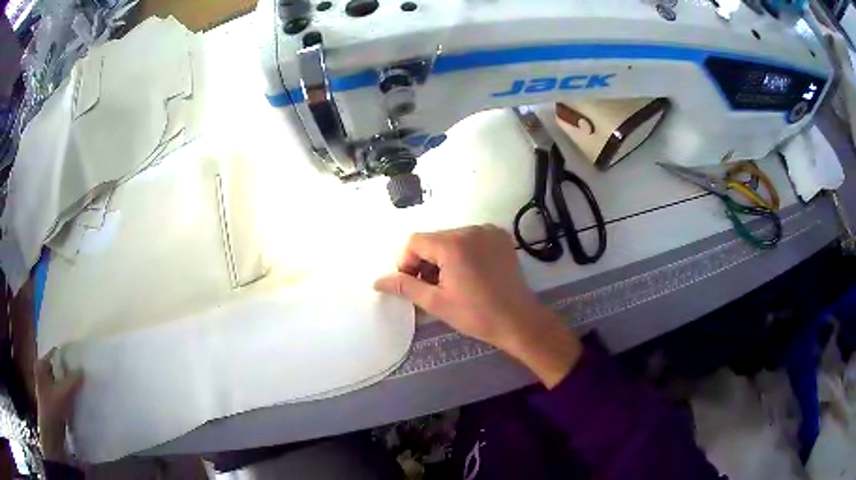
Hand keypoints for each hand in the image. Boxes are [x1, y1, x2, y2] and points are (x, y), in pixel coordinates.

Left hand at [35, 350, 82, 461]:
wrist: (51, 432)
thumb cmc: (53, 408)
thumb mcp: (63, 394)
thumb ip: (72, 381)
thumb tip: (81, 369)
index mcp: (41, 365)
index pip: (55, 355)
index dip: (67, 359)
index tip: (80, 364)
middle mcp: (42, 373)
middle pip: (57, 370)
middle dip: (69, 376)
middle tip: (83, 379)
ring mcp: (46, 388)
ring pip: (60, 384)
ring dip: (69, 389)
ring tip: (81, 393)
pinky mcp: (51, 401)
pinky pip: (61, 395)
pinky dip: (68, 399)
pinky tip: (77, 405)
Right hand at [374, 225, 581, 387]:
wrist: (518, 320)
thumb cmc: (476, 315)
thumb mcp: (436, 303)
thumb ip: (405, 287)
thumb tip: (377, 281)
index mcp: (453, 244)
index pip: (415, 242)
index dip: (407, 262)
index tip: (414, 284)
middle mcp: (470, 230)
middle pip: (433, 239)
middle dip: (426, 261)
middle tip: (432, 288)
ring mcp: (488, 231)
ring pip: (451, 239)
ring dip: (444, 257)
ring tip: (452, 283)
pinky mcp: (500, 237)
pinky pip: (471, 238)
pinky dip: (463, 252)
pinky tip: (470, 274)